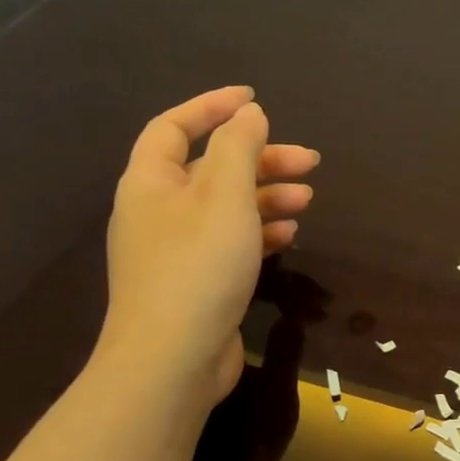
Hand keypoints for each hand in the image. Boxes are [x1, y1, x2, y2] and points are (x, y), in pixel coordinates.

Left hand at [92, 87, 317, 415]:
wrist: (171, 361)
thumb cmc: (198, 266)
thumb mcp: (225, 196)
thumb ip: (239, 148)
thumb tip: (248, 114)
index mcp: (151, 182)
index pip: (174, 126)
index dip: (212, 107)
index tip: (256, 99)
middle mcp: (158, 210)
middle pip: (210, 166)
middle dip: (261, 158)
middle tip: (308, 160)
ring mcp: (175, 248)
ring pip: (225, 204)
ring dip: (267, 194)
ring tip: (308, 198)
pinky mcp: (195, 279)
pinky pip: (230, 239)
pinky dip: (259, 230)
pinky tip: (289, 234)